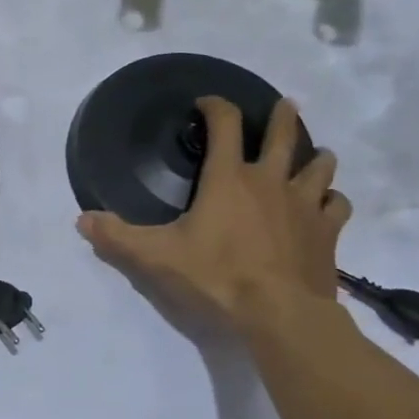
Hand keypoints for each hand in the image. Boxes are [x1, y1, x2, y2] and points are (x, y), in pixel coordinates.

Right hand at [78, 96, 350, 332]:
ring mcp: (304, 205)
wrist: (279, 315)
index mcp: (228, 179)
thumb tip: (82, 220)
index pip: (225, 125)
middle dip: (281, 117)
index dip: (216, 107)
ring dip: (316, 156)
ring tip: (315, 154)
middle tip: (284, 106)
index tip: (208, 103)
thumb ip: (117, 237)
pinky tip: (327, 204)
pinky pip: (337, 205)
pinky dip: (332, 200)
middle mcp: (270, 181)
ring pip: (319, 166)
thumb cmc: (215, 277)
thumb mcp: (155, 258)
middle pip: (283, 135)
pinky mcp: (327, 233)